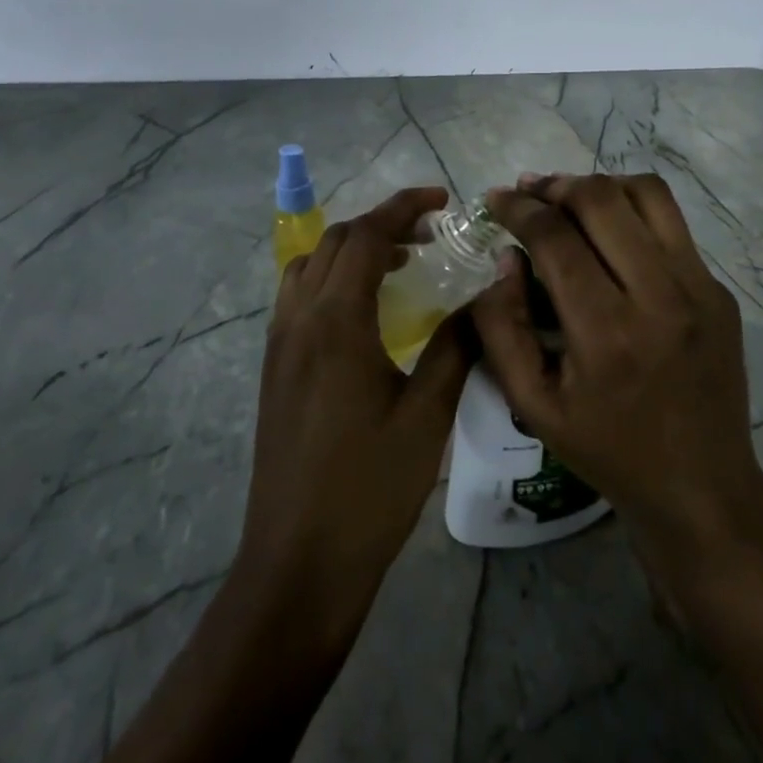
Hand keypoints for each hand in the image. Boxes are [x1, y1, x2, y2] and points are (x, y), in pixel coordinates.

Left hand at [238, 185, 472, 647]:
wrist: (298, 563)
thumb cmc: (369, 488)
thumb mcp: (428, 415)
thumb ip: (457, 344)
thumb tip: (487, 295)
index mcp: (336, 321)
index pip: (367, 235)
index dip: (404, 206)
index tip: (442, 199)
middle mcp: (299, 319)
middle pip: (335, 241)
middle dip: (382, 224)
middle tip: (430, 236)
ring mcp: (280, 344)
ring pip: (311, 264)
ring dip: (353, 249)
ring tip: (400, 265)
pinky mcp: (275, 368)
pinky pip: (300, 296)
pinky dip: (333, 278)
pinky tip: (366, 311)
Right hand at [473, 173, 762, 557]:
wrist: (702, 486)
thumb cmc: (607, 450)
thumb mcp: (532, 405)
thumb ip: (501, 328)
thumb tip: (505, 259)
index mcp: (606, 334)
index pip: (555, 238)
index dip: (518, 209)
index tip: (495, 200)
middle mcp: (659, 297)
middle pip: (601, 201)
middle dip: (554, 185)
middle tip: (528, 192)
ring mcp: (699, 288)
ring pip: (646, 195)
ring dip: (598, 185)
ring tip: (568, 197)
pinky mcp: (719, 289)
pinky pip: (672, 224)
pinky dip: (632, 210)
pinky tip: (610, 231)